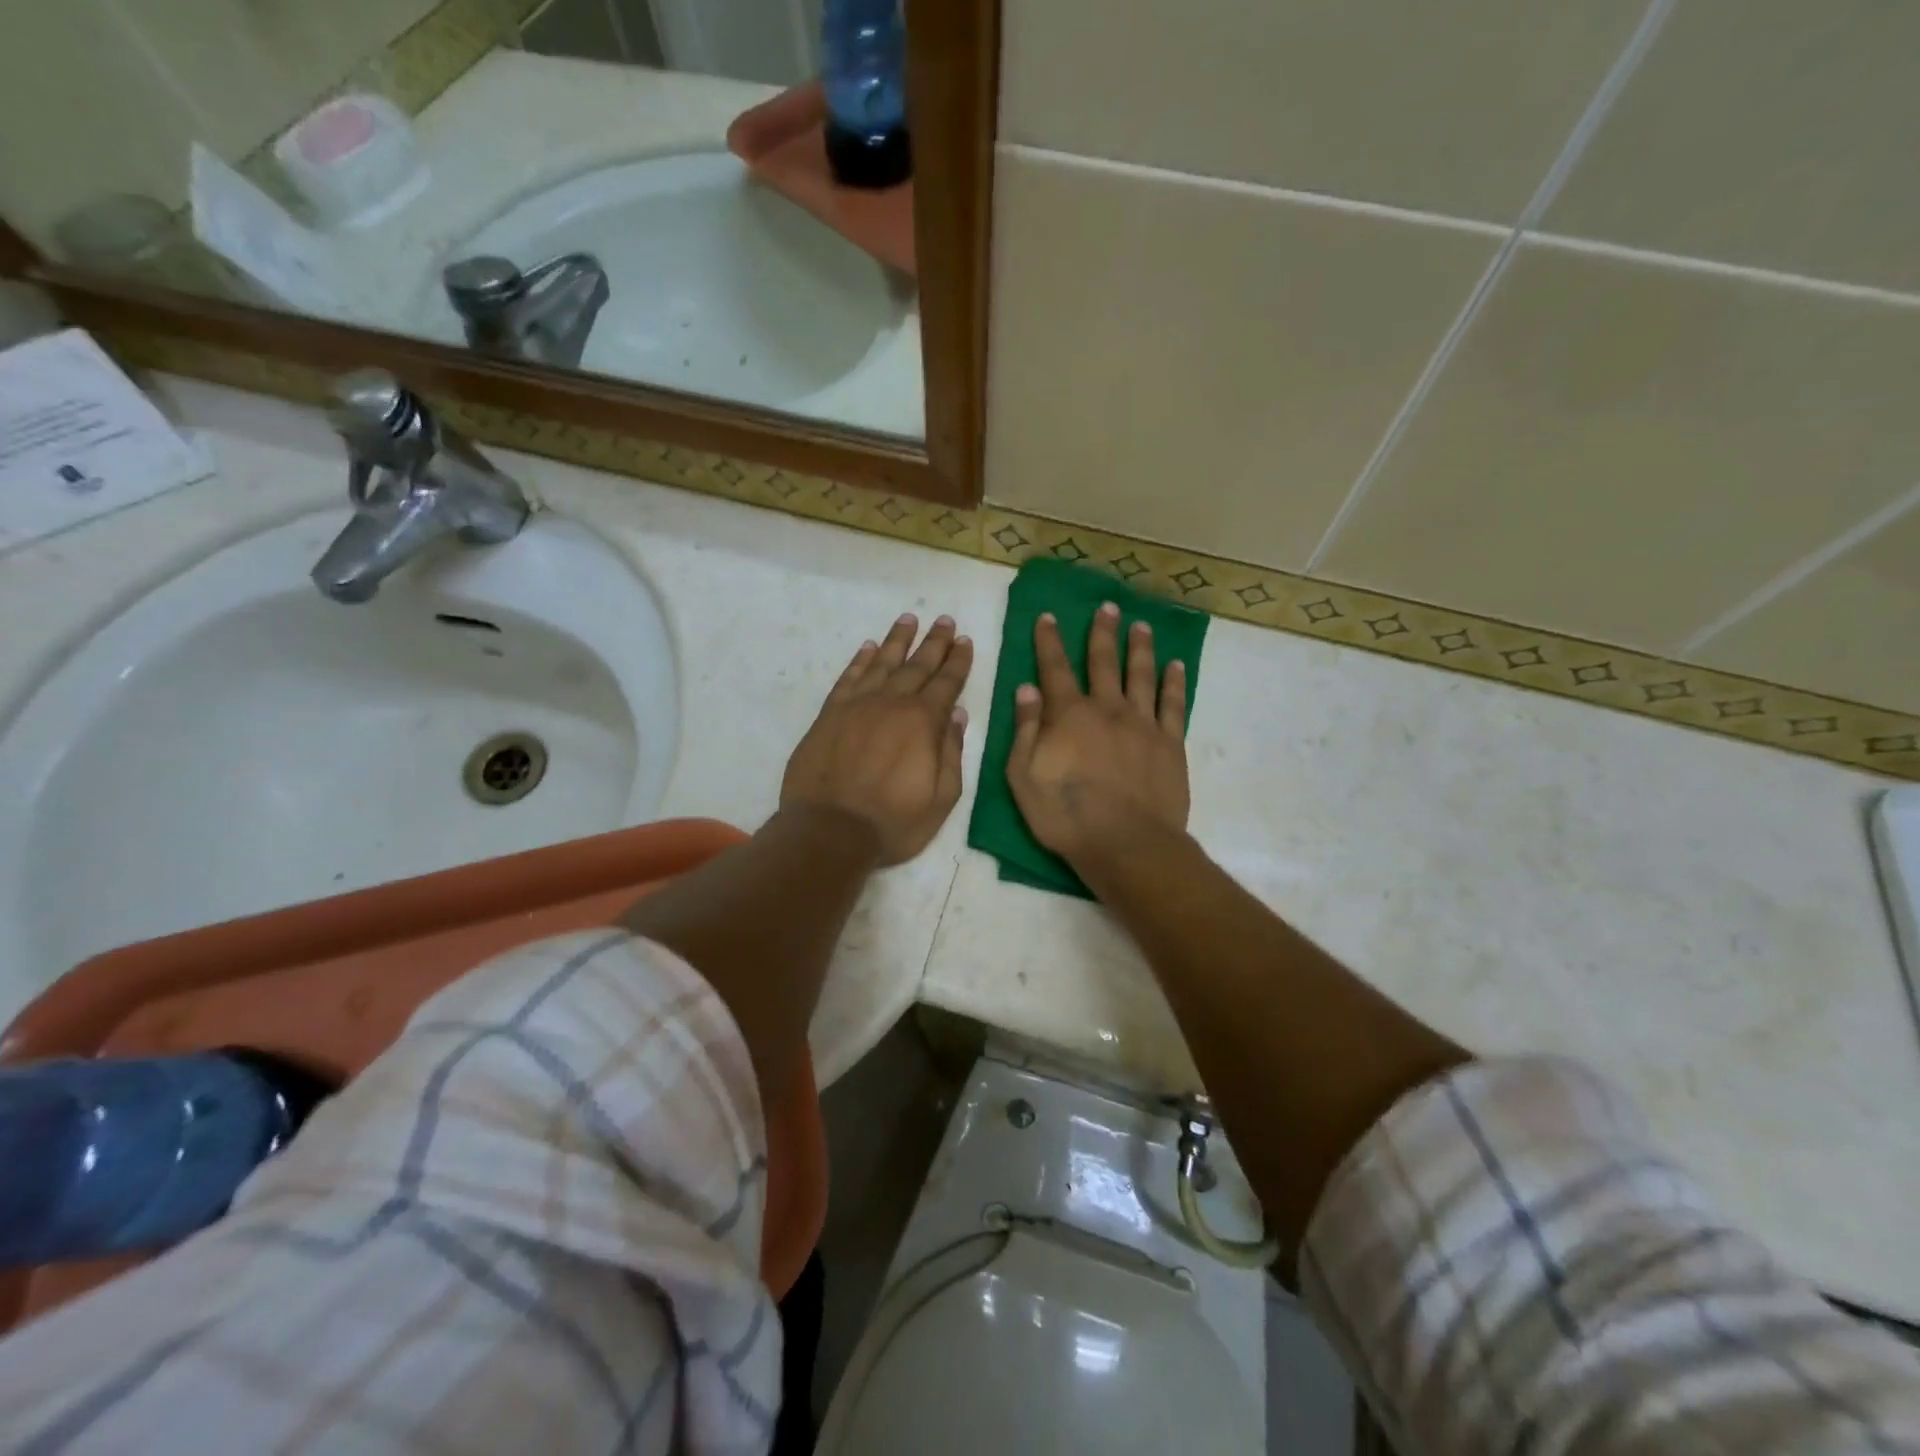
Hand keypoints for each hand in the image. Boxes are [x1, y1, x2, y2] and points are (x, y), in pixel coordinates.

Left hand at [781, 613, 973, 865]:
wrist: (830, 831)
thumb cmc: (893, 822)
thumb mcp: (941, 798)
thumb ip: (951, 753)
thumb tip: (957, 716)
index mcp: (923, 722)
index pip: (947, 683)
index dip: (958, 661)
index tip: (964, 640)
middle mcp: (892, 704)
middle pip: (917, 665)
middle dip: (934, 642)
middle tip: (944, 620)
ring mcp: (857, 706)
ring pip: (882, 663)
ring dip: (897, 640)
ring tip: (909, 619)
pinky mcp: (829, 715)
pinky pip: (848, 678)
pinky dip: (860, 660)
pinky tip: (868, 648)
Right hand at [1007, 603, 1189, 871]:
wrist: (1126, 844)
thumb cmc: (1066, 815)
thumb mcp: (1024, 777)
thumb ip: (1025, 730)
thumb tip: (1026, 688)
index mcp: (1069, 715)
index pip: (1055, 669)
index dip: (1049, 641)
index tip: (1048, 616)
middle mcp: (1107, 709)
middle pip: (1103, 662)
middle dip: (1102, 633)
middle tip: (1107, 607)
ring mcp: (1142, 724)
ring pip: (1141, 675)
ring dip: (1140, 647)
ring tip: (1141, 625)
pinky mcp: (1170, 743)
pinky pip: (1173, 704)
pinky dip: (1173, 682)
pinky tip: (1175, 665)